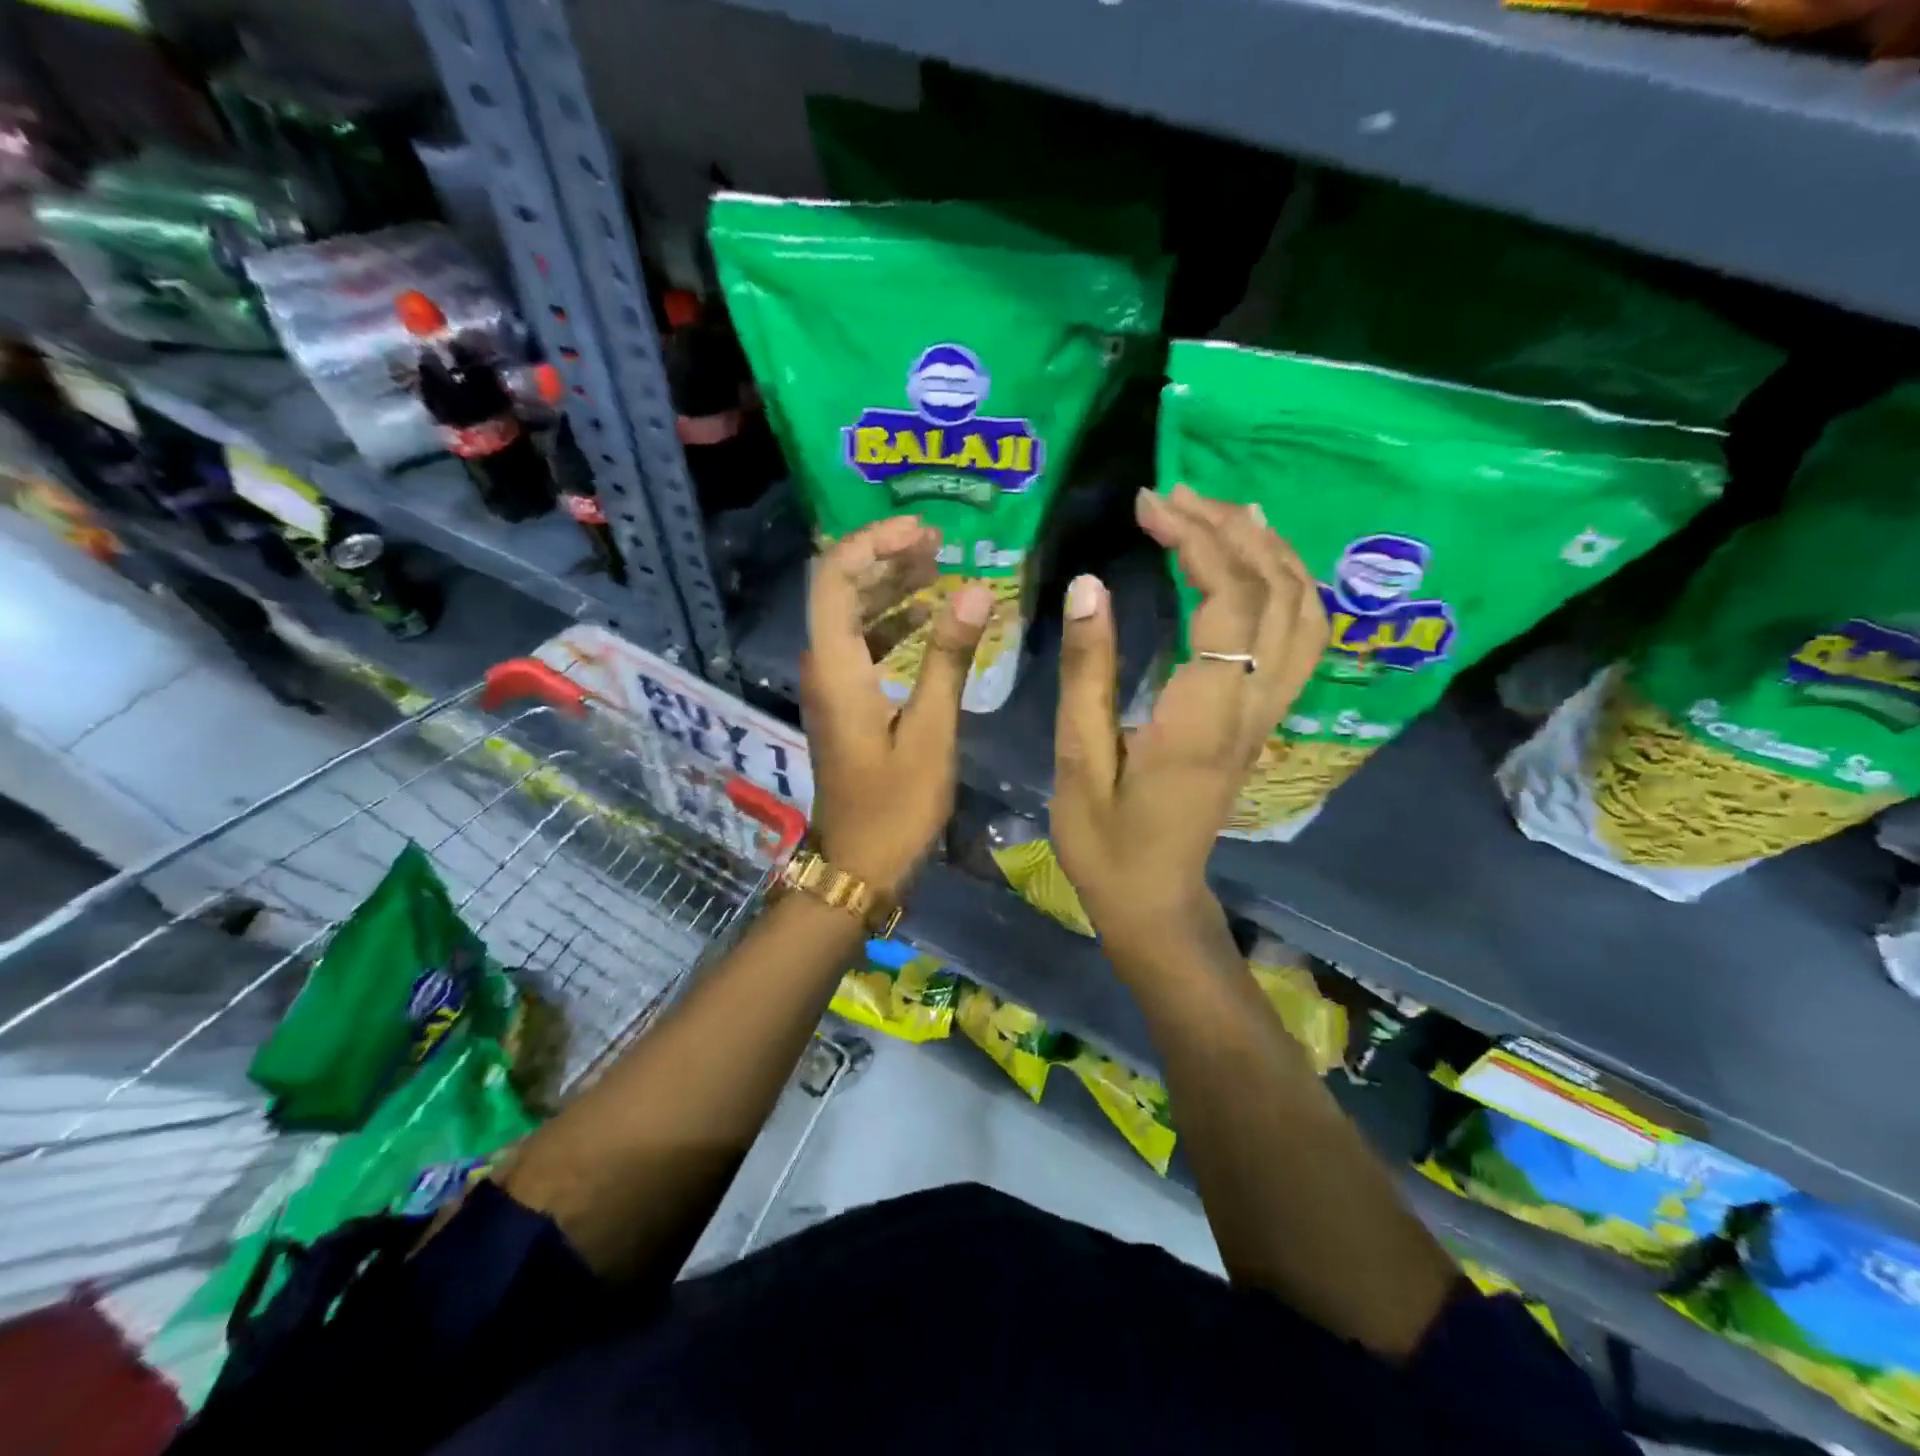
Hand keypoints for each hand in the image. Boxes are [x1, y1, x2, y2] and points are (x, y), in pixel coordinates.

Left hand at [801, 517, 992, 895]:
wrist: (859, 865)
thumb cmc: (896, 806)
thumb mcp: (931, 731)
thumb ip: (949, 658)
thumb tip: (975, 591)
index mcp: (836, 666)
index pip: (836, 576)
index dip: (875, 542)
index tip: (924, 532)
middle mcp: (823, 666)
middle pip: (842, 589)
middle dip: (887, 558)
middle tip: (940, 544)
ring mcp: (832, 685)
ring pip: (854, 616)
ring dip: (892, 588)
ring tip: (941, 570)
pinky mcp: (846, 703)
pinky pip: (864, 645)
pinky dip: (894, 625)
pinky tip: (931, 621)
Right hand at [1051, 486, 1326, 962]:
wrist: (1154, 900)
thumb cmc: (1106, 841)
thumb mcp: (1079, 760)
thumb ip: (1088, 674)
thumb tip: (1090, 586)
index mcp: (1203, 718)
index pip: (1228, 604)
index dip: (1195, 541)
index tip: (1148, 505)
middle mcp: (1252, 708)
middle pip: (1276, 594)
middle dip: (1229, 530)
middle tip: (1174, 494)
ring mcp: (1267, 715)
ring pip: (1303, 613)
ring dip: (1269, 550)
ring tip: (1221, 508)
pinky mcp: (1263, 721)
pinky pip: (1298, 639)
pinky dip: (1285, 586)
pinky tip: (1252, 562)